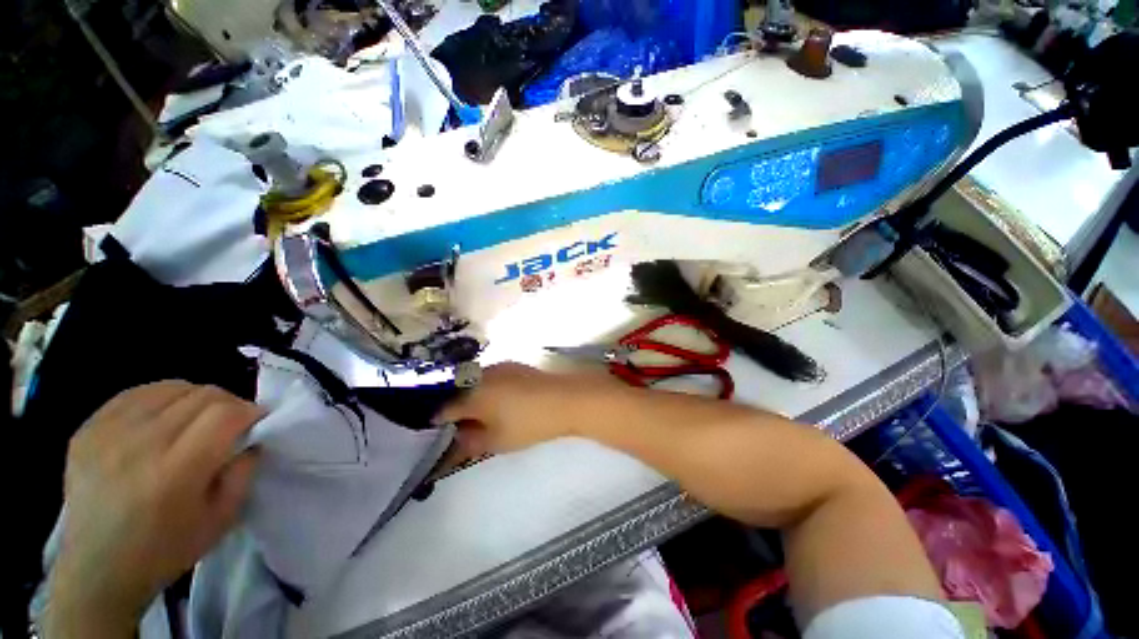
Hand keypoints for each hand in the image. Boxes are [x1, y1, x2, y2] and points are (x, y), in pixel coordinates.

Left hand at [45, 382, 261, 637]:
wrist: (95, 570)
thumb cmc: (166, 551)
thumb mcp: (221, 519)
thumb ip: (243, 472)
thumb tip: (252, 439)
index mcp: (175, 471)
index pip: (225, 413)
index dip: (250, 412)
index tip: (256, 424)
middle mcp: (140, 444)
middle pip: (202, 395)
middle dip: (228, 404)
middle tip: (230, 425)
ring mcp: (108, 433)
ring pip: (171, 388)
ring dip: (196, 400)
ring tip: (196, 422)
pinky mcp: (88, 429)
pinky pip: (137, 394)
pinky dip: (161, 399)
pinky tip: (163, 420)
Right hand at [437, 362, 623, 453]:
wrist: (564, 399)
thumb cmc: (528, 424)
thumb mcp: (497, 441)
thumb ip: (471, 442)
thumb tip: (457, 439)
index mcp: (473, 395)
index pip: (445, 409)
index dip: (439, 423)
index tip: (438, 434)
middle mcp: (482, 376)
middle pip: (459, 393)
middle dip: (456, 410)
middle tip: (461, 427)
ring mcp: (499, 367)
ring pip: (475, 383)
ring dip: (472, 397)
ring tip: (481, 415)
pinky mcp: (514, 366)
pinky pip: (491, 377)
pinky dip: (488, 389)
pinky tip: (499, 401)